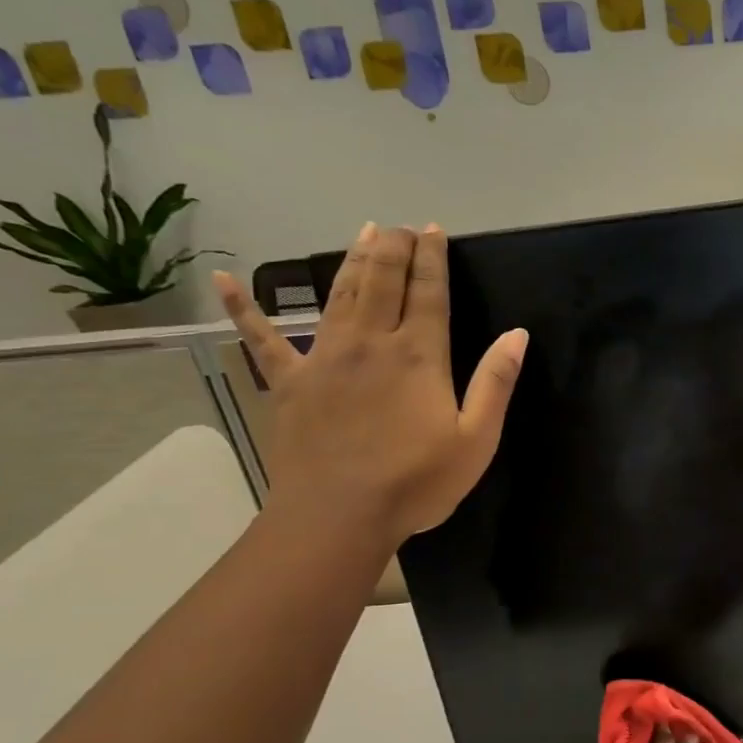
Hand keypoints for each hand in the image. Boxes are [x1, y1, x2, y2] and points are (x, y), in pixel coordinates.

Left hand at [214, 223, 527, 553]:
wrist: (340, 516)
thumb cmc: (418, 482)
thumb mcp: (477, 439)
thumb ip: (496, 383)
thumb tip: (517, 335)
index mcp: (419, 356)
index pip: (428, 292)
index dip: (432, 258)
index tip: (432, 230)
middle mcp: (371, 343)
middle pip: (382, 282)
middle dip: (394, 248)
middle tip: (400, 227)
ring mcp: (324, 358)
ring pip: (339, 295)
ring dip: (353, 261)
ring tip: (363, 232)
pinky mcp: (289, 382)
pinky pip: (262, 339)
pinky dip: (244, 309)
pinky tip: (225, 281)